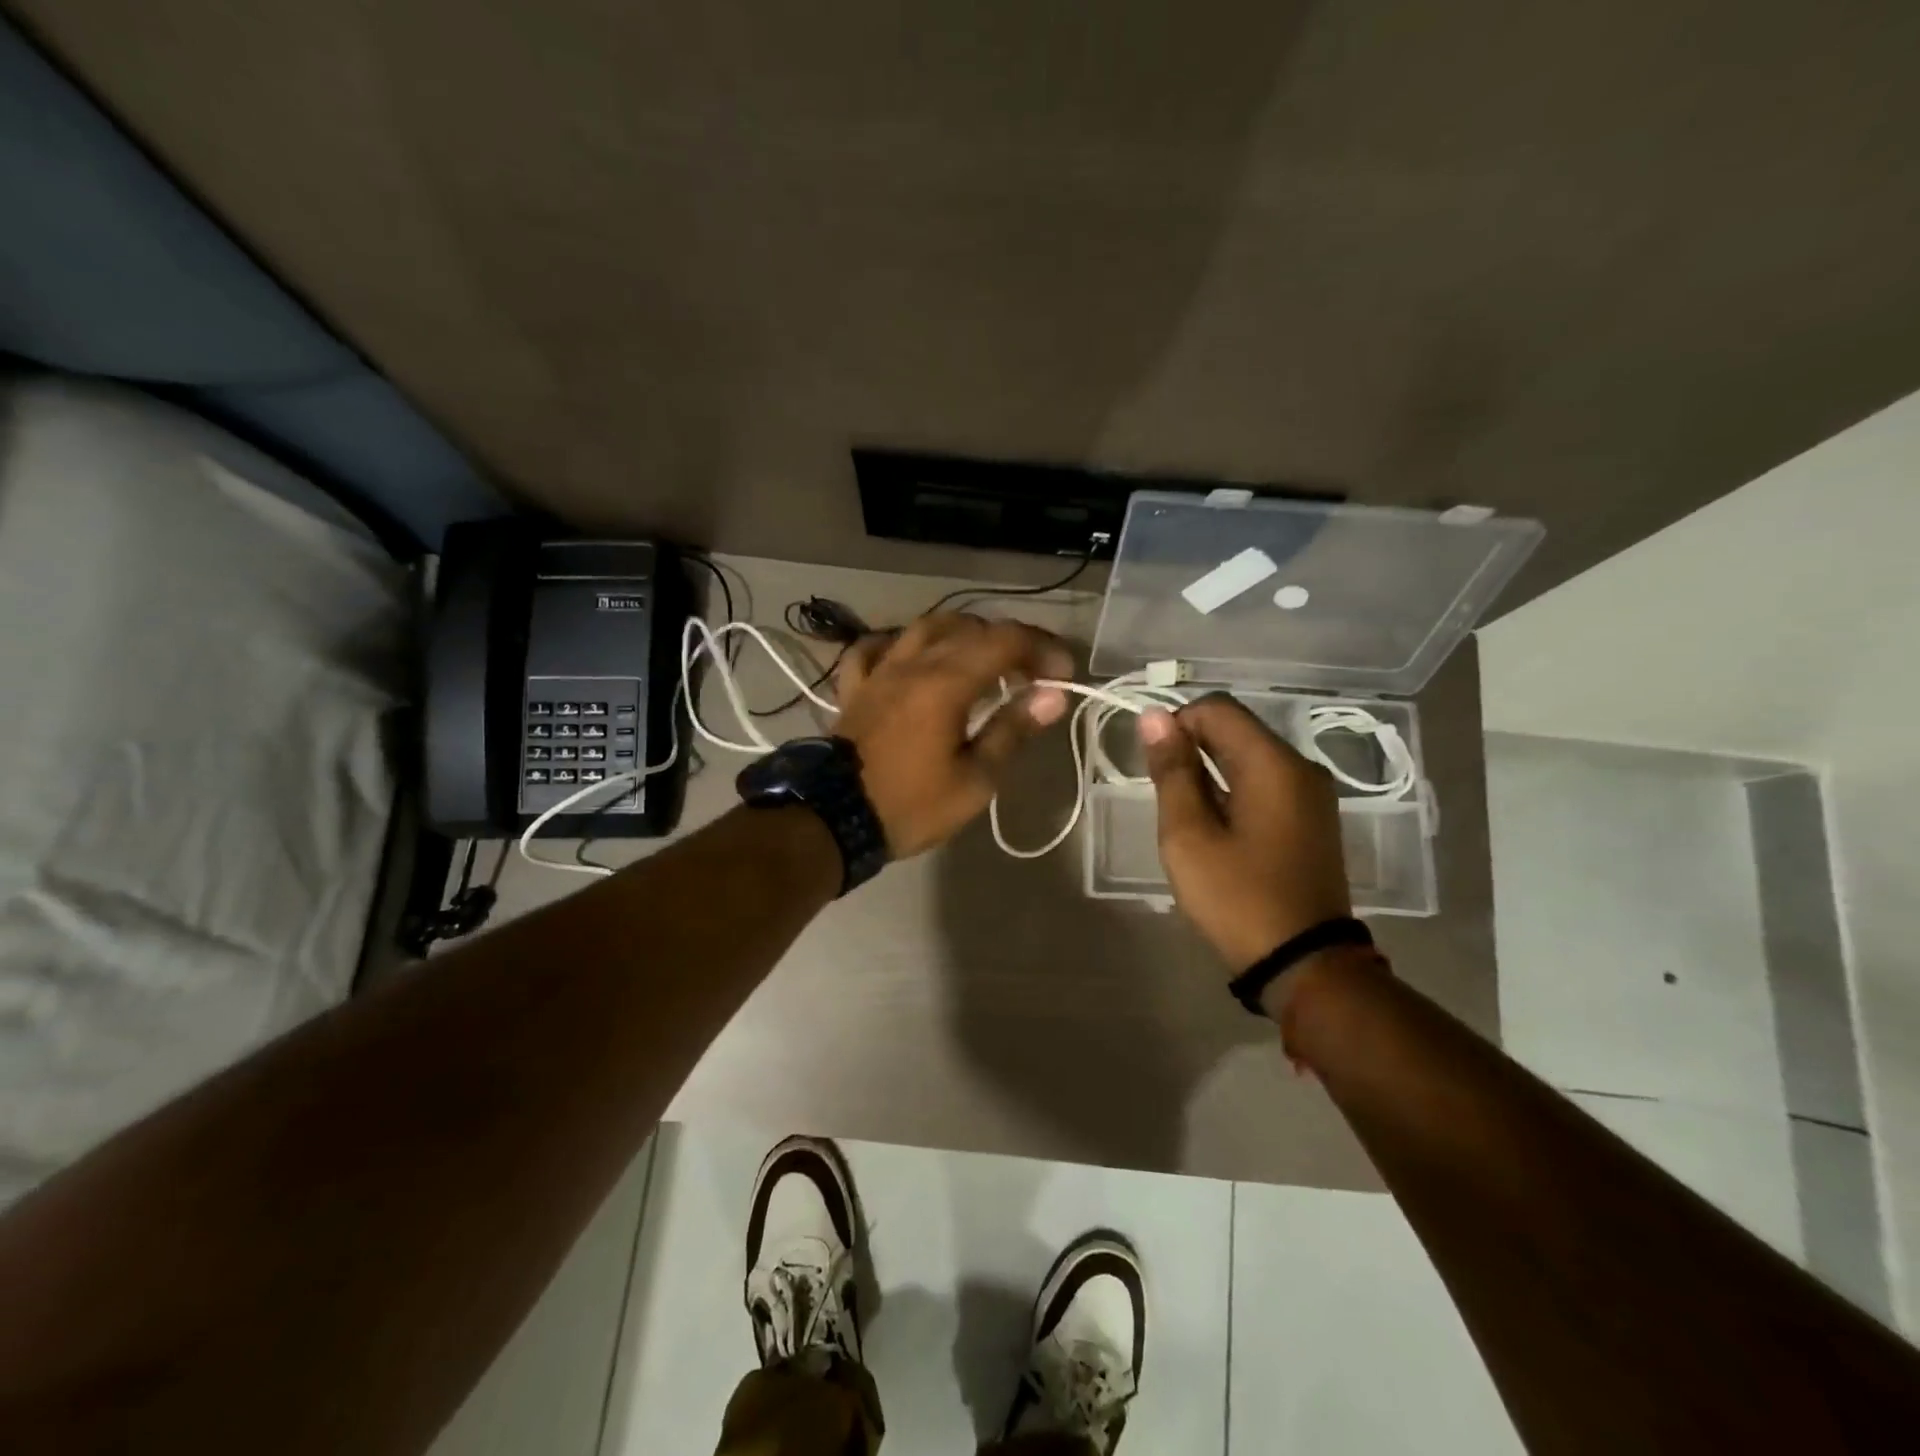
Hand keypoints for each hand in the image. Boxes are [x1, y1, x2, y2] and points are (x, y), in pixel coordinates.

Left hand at [831, 613, 1073, 856]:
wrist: (833, 820)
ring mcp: (880, 671)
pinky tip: (914, 659)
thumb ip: (1012, 730)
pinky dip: (902, 646)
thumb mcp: (975, 780)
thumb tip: (1052, 696)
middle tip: (1032, 673)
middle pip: (970, 629)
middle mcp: (913, 663)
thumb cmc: (911, 805)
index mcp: (946, 682)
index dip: (1042, 648)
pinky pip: (876, 648)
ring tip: (982, 660)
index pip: (1005, 641)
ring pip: (925, 627)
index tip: (1063, 674)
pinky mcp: (855, 687)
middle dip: (1010, 642)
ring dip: (962, 634)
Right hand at [1139, 694, 1352, 972]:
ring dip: (1210, 772)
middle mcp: (1300, 767)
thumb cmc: (1237, 897)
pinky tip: (1217, 828)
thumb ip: (1171, 771)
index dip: (1176, 724)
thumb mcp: (1188, 834)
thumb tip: (1154, 716)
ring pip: (1249, 757)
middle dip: (1192, 749)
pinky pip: (1265, 783)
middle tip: (1165, 797)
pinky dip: (1233, 790)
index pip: (1217, 708)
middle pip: (1236, 729)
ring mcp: (1312, 794)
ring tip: (1187, 818)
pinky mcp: (1312, 819)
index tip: (1155, 767)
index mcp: (1273, 763)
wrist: (1304, 964)